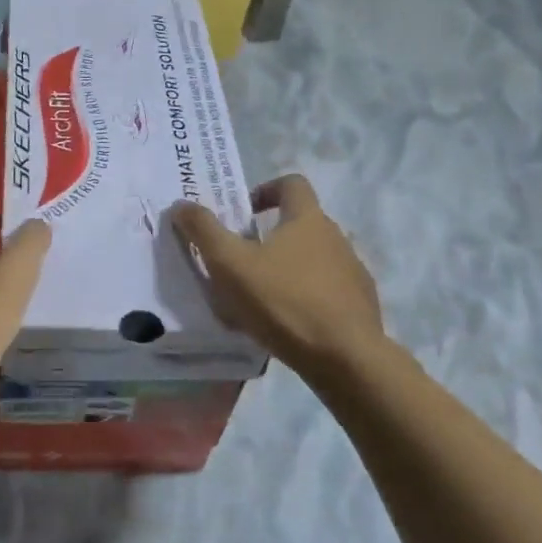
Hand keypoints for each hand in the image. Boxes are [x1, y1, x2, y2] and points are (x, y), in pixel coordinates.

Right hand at [173, 175, 386, 382]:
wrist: (346, 359)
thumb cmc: (284, 301)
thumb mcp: (230, 264)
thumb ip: (204, 231)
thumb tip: (181, 204)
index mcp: (307, 219)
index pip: (291, 183)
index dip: (265, 190)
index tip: (244, 213)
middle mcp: (336, 237)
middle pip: (301, 223)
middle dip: (270, 237)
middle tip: (241, 261)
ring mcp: (353, 272)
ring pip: (313, 260)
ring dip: (287, 269)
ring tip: (260, 299)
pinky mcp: (360, 306)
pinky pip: (327, 292)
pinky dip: (306, 298)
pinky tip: (287, 324)